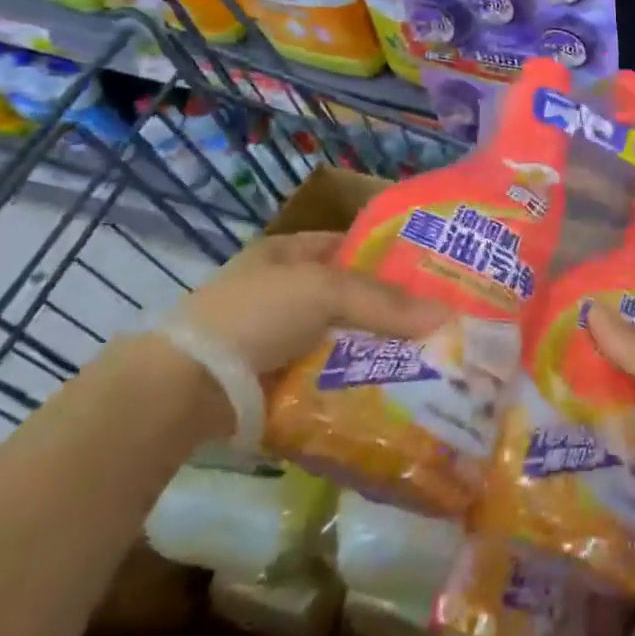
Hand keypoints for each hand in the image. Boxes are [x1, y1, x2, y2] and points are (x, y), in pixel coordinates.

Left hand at [177, 231, 447, 375]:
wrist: (186, 387)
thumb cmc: (256, 314)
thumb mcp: (325, 291)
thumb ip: (386, 302)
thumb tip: (448, 316)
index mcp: (288, 252)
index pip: (351, 245)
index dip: (390, 255)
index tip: (434, 273)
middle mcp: (284, 290)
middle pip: (351, 296)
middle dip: (390, 309)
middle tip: (441, 322)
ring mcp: (277, 338)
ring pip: (342, 339)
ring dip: (376, 349)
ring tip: (429, 359)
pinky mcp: (275, 381)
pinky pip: (327, 375)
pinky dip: (353, 381)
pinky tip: (391, 390)